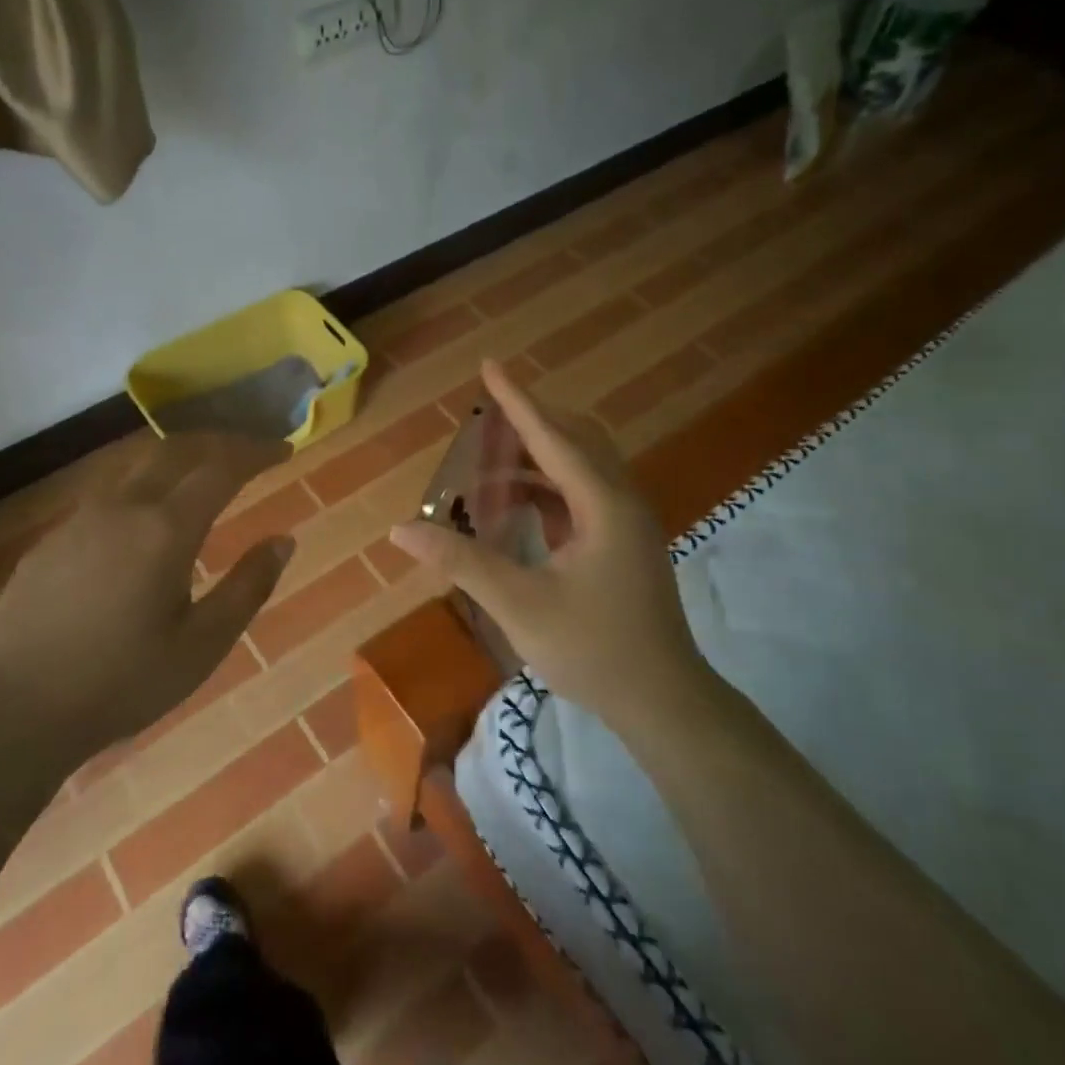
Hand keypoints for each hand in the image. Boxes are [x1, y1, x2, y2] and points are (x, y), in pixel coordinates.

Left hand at [0, 434, 293, 794]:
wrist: (11, 712)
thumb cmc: (120, 684)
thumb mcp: (202, 646)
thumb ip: (248, 587)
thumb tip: (283, 541)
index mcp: (164, 530)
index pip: (221, 468)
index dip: (256, 452)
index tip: (284, 448)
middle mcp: (122, 508)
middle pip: (175, 449)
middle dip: (218, 441)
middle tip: (249, 450)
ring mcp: (79, 520)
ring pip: (136, 466)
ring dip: (177, 457)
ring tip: (202, 473)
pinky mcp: (51, 541)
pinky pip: (107, 494)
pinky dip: (143, 486)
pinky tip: (145, 520)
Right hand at [388, 359, 710, 733]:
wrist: (662, 700)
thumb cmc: (593, 649)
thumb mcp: (519, 604)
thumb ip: (461, 561)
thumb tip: (403, 529)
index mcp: (602, 505)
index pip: (552, 437)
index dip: (516, 401)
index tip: (489, 365)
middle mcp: (621, 501)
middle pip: (575, 440)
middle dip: (529, 423)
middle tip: (484, 420)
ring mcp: (628, 523)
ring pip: (582, 468)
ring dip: (538, 458)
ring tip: (491, 463)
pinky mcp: (624, 544)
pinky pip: (584, 496)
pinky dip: (549, 489)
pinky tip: (521, 505)